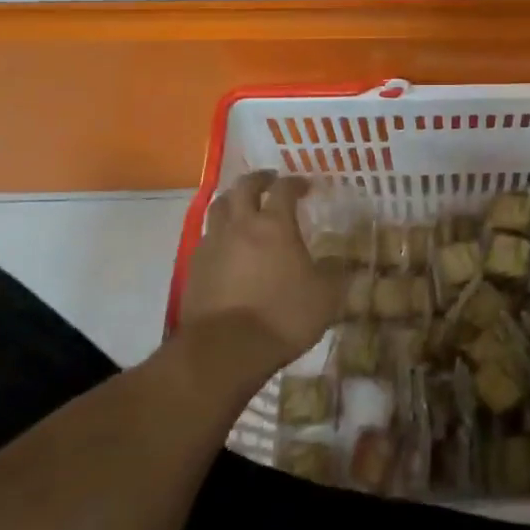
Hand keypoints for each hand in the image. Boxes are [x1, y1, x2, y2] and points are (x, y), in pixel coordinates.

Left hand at [176, 172, 347, 383]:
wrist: (225, 350)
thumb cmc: (282, 316)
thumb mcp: (325, 296)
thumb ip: (332, 272)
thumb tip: (334, 261)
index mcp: (275, 224)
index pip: (284, 189)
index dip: (296, 183)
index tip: (305, 186)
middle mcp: (241, 225)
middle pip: (244, 187)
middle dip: (259, 179)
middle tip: (270, 181)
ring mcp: (213, 244)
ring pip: (219, 207)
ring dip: (234, 200)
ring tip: (244, 206)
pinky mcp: (194, 267)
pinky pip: (207, 236)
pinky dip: (219, 232)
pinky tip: (227, 245)